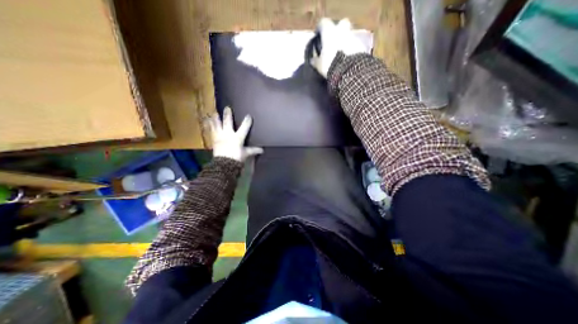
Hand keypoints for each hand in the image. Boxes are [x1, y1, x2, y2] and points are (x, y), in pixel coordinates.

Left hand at [210, 106, 262, 161]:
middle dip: (228, 115)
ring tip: (214, 112)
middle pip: (228, 122)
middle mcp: (228, 134)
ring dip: (215, 118)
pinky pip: (210, 131)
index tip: (249, 116)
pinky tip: (206, 121)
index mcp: (237, 137)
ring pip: (217, 124)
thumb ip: (253, 150)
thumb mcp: (246, 154)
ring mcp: (219, 136)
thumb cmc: (236, 158)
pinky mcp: (213, 140)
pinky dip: (208, 126)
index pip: (244, 128)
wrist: (224, 164)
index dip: (247, 121)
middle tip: (227, 108)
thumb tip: (262, 150)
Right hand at [309, 18, 367, 76]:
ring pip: (348, 34)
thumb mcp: (319, 65)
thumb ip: (315, 60)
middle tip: (333, 41)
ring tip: (341, 52)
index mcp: (329, 32)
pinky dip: (351, 49)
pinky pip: (355, 44)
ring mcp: (352, 37)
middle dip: (337, 31)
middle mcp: (341, 30)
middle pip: (340, 24)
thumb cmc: (330, 65)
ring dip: (345, 41)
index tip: (318, 36)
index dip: (320, 29)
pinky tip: (348, 58)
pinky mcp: (361, 45)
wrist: (349, 71)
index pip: (323, 23)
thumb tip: (312, 59)